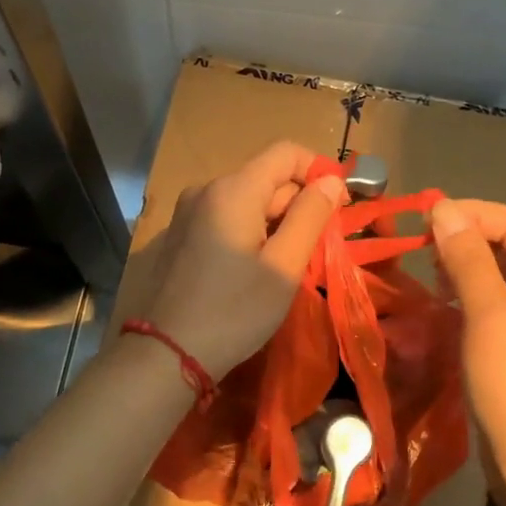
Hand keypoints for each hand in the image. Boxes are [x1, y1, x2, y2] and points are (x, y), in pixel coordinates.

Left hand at [141, 141, 348, 377]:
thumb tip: (331, 181)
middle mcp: (206, 190)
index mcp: (233, 190)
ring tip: (287, 264)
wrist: (166, 353)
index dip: (318, 172)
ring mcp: (187, 212)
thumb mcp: (284, 266)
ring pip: (247, 201)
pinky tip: (252, 271)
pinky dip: (249, 232)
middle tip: (317, 248)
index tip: (338, 209)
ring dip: (275, 222)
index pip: (286, 152)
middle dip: (298, 204)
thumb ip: (310, 216)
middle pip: (266, 178)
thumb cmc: (234, 311)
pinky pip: (225, 219)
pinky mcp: (179, 236)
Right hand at [431, 198, 505, 482]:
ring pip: (502, 275)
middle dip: (467, 240)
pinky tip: (443, 301)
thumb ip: (467, 257)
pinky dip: (469, 295)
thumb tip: (443, 208)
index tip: (424, 217)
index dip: (471, 214)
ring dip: (465, 267)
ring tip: (430, 273)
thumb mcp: (490, 314)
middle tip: (421, 247)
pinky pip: (497, 304)